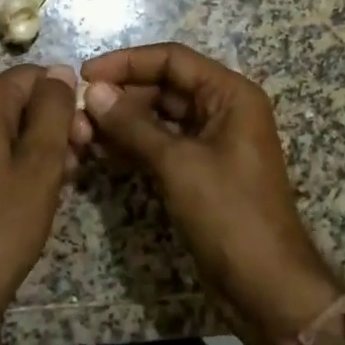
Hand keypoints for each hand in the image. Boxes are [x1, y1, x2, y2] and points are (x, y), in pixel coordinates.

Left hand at [0, 64, 84, 343]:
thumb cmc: (2, 224)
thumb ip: (53, 110)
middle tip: (77, 165)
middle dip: (54, 127)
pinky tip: (33, 196)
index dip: (65, 102)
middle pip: (19, 102)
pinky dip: (16, 165)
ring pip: (7, 130)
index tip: (84, 139)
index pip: (33, 77)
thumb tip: (60, 70)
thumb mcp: (40, 163)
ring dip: (39, 149)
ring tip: (60, 185)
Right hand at [81, 43, 344, 344]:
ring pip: (161, 116)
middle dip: (122, 95)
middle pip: (165, 86)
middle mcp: (223, 110)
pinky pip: (163, 144)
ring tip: (81, 129)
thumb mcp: (178, 164)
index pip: (173, 59)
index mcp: (230, 95)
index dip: (127, 62)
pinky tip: (101, 150)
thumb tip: (94, 92)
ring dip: (124, 121)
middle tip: (78, 109)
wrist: (266, 286)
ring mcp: (212, 141)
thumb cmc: (229, 214)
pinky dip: (135, 145)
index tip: (85, 74)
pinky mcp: (201, 170)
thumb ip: (133, 125)